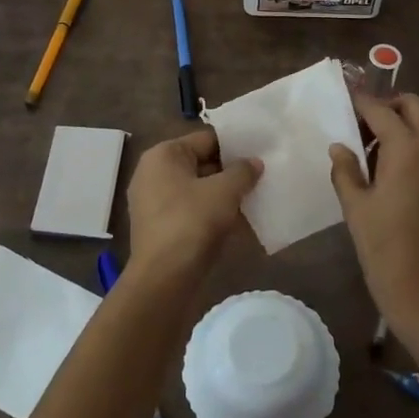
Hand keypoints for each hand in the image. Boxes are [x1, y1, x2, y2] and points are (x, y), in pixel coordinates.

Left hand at [126, 130, 261, 279]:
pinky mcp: (162, 228)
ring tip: (257, 196)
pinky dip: (214, 213)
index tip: (262, 152)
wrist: (164, 278)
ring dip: (225, 194)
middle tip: (264, 175)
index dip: (236, 145)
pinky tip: (240, 221)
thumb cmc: (191, 222)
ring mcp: (155, 203)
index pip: (206, 139)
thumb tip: (254, 163)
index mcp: (163, 155)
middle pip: (202, 163)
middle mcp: (154, 174)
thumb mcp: (224, 191)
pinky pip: (193, 211)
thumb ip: (242, 171)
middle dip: (232, 171)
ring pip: (199, 189)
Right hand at [330, 94, 418, 359]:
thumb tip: (340, 146)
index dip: (361, 102)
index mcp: (407, 150)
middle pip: (413, 107)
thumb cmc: (386, 253)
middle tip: (361, 125)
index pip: (381, 110)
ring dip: (403, 126)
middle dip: (388, 107)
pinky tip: (394, 173)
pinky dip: (416, 146)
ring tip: (373, 152)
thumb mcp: (356, 210)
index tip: (344, 98)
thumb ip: (346, 171)